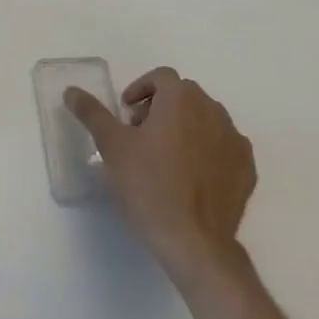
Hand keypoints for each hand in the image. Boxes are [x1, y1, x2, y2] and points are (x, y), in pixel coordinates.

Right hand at [65, 67, 255, 282]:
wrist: (194, 241)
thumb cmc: (148, 186)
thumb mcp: (112, 146)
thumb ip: (92, 113)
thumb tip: (71, 91)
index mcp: (181, 98)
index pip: (161, 77)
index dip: (140, 89)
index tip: (126, 113)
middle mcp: (213, 110)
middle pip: (184, 96)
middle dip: (160, 107)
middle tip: (140, 135)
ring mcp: (234, 139)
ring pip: (205, 119)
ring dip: (185, 127)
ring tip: (165, 157)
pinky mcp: (247, 168)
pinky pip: (224, 146)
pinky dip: (207, 151)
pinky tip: (190, 177)